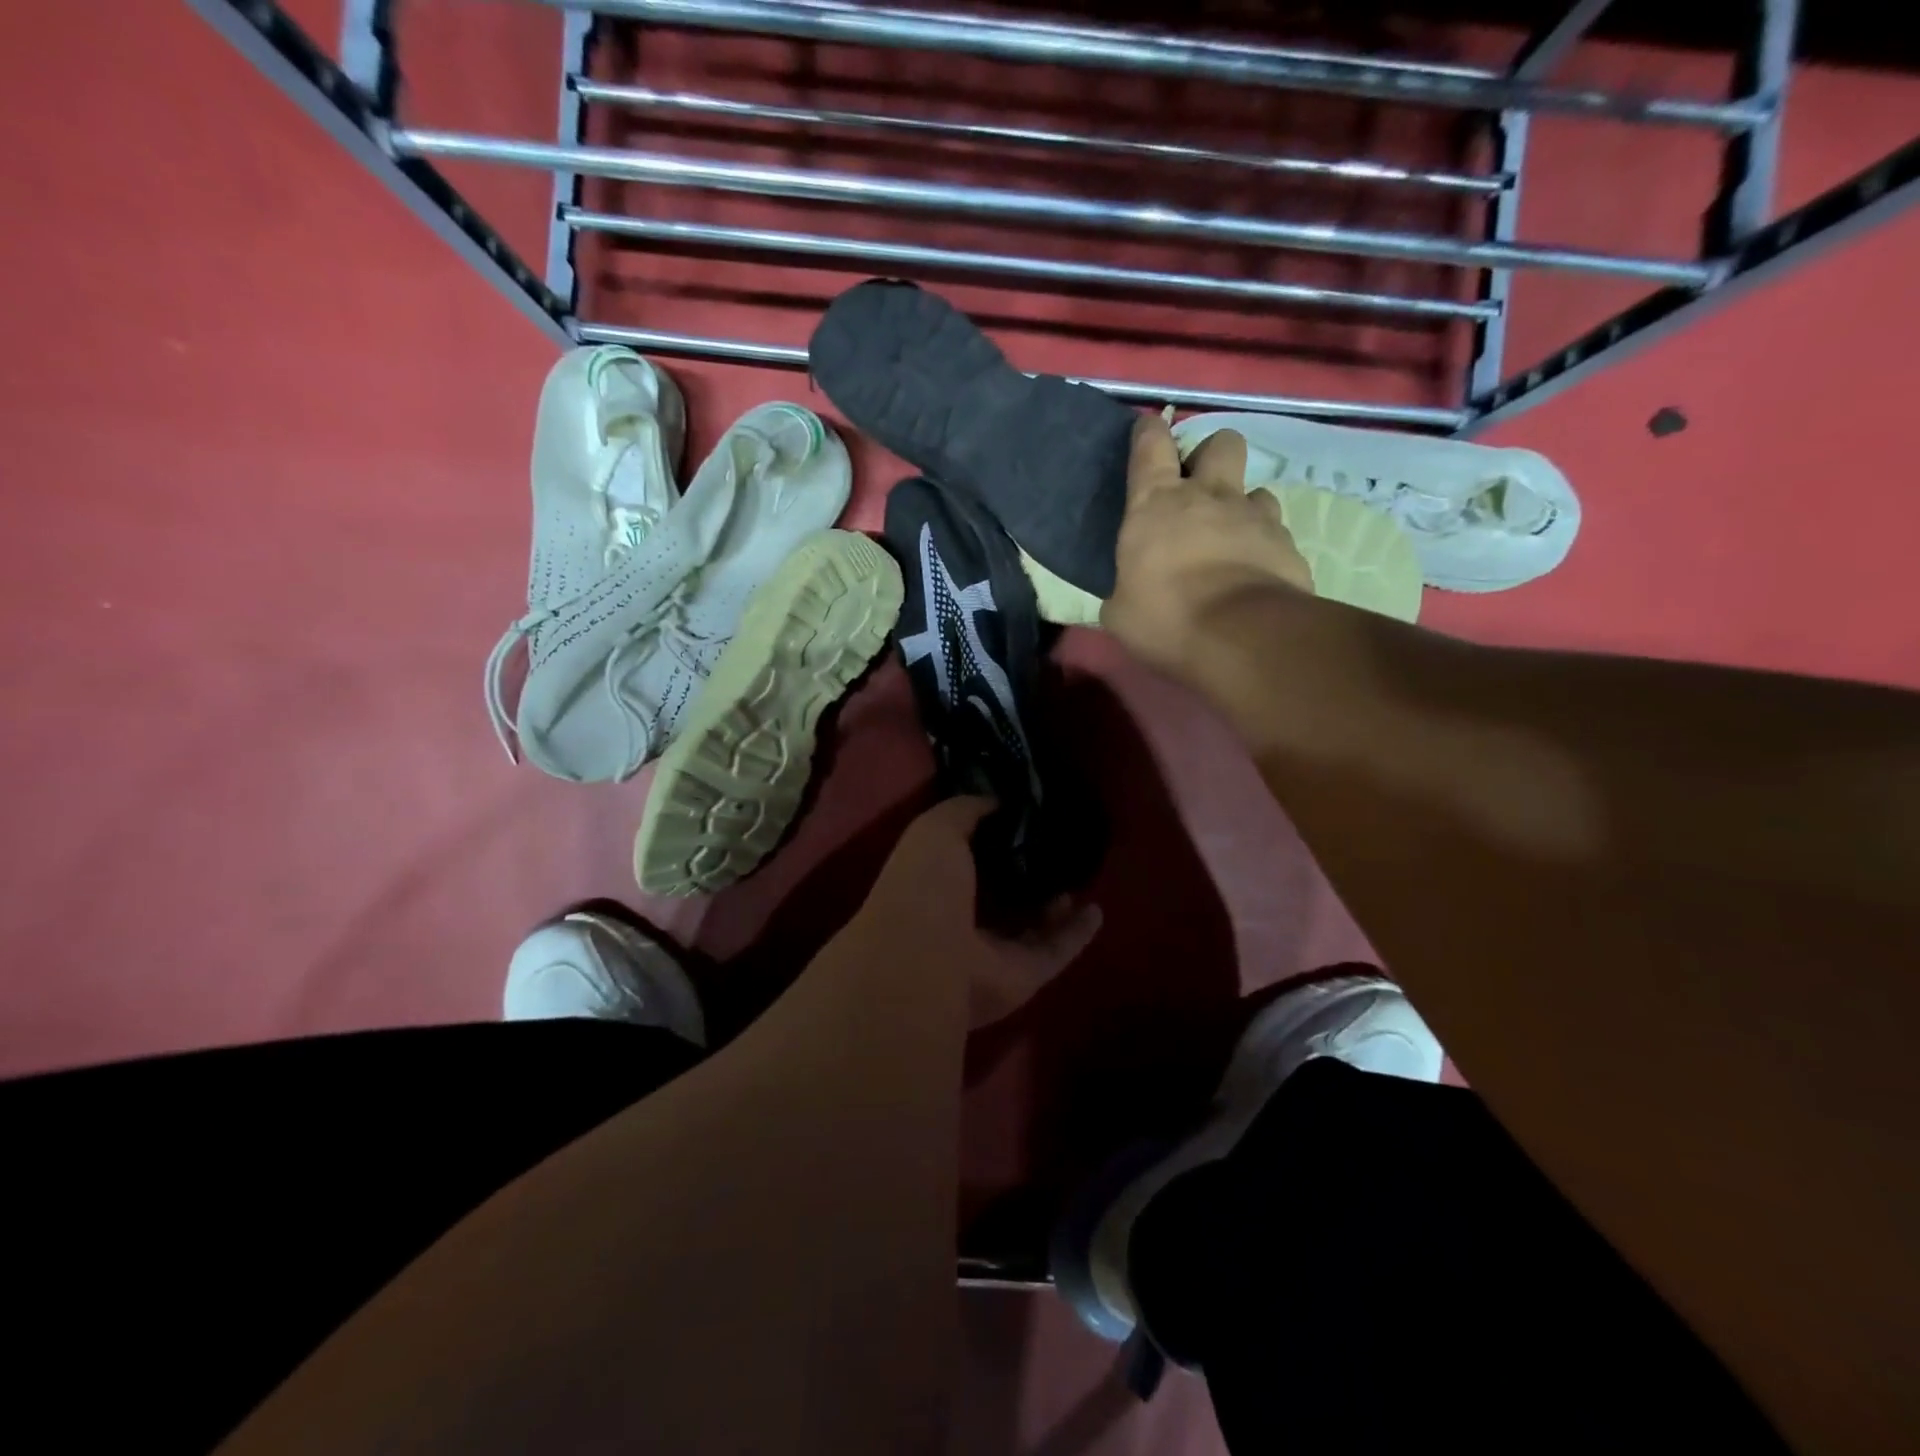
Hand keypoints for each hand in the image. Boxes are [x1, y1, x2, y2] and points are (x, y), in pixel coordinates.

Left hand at [859, 797, 1101, 1028]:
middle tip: (1057, 846)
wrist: (929, 961)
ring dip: (1054, 904)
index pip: (966, 858)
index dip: (992, 838)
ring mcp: (992, 952)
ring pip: (1031, 926)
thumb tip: (999, 801)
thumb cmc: (924, 886)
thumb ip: (966, 810)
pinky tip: (1097, 910)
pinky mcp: (1024, 975)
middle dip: (1026, 873)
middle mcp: (961, 920)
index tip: (1023, 817)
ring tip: (1078, 875)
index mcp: (935, 883)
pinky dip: (1077, 934)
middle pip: (1001, 895)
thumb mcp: (937, 828)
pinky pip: (1056, 951)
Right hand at [1101, 414, 1312, 677]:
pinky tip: (1254, 575)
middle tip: (1201, 489)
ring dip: (1243, 509)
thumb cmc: (1165, 618)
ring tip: (1232, 540)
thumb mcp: (1121, 612)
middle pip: (1221, 443)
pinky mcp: (1288, 546)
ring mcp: (1255, 517)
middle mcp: (1210, 496)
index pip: (1151, 445)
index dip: (1149, 433)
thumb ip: (1124, 590)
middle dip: (1212, 456)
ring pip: (1256, 490)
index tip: (1148, 432)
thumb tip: (1126, 595)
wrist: (1241, 637)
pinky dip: (1264, 549)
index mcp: (1157, 503)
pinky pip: (1276, 534)